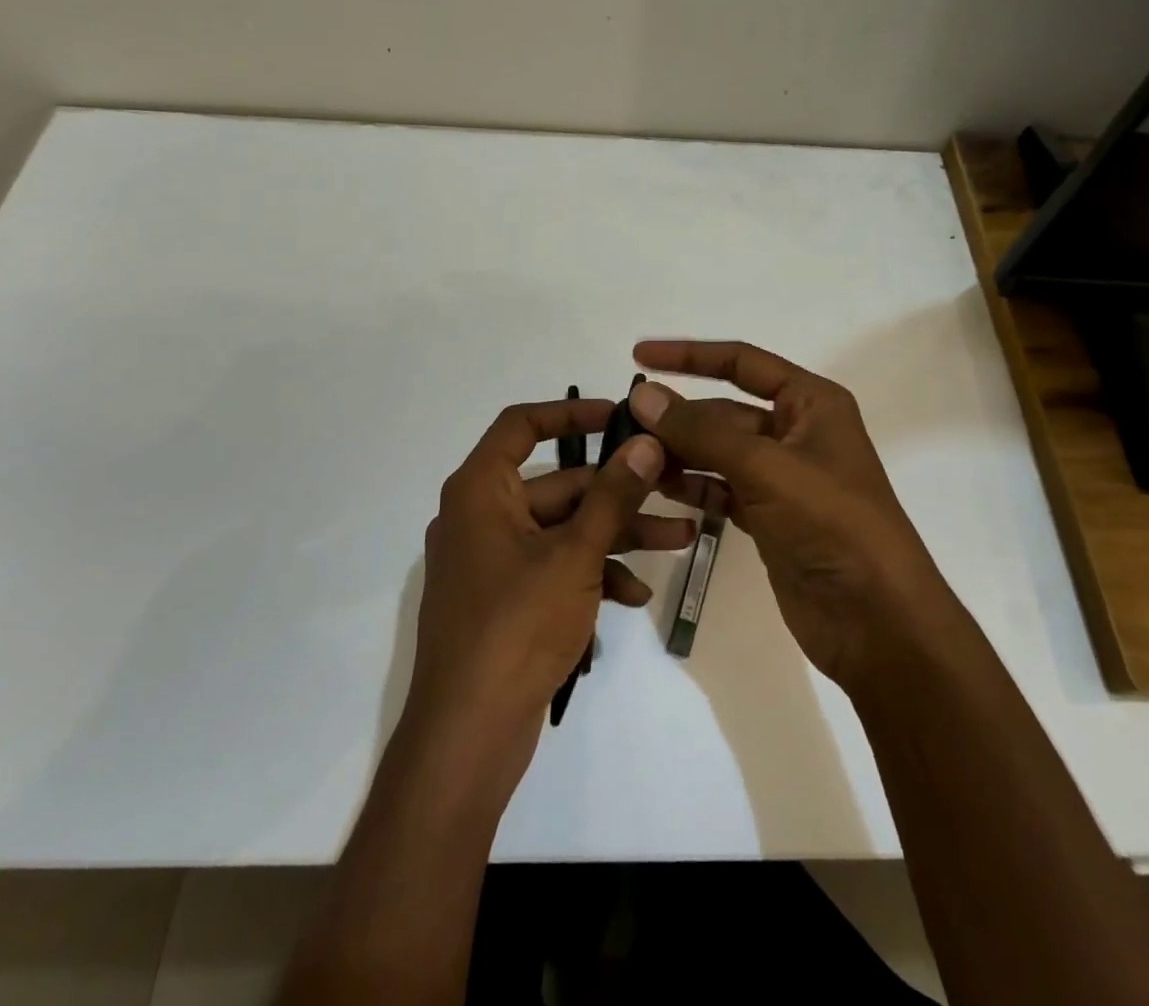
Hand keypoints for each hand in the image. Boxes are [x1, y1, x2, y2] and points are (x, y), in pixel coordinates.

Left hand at [401, 396, 691, 791]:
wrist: (468, 736)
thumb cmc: (516, 627)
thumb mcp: (575, 555)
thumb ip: (613, 496)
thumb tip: (647, 443)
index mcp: (480, 491)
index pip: (521, 425)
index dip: (570, 412)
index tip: (620, 414)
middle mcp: (481, 516)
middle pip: (557, 484)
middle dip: (619, 491)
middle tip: (675, 487)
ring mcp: (493, 561)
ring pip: (564, 529)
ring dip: (617, 535)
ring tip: (679, 541)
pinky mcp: (507, 599)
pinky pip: (555, 568)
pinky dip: (593, 573)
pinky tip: (635, 595)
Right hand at [628, 340, 951, 691]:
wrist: (876, 620)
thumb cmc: (831, 523)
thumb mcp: (765, 467)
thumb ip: (700, 431)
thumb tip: (642, 394)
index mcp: (811, 403)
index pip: (742, 362)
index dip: (689, 356)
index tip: (639, 356)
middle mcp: (797, 432)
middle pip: (724, 412)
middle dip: (678, 418)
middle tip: (624, 425)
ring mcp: (782, 478)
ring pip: (719, 453)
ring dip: (679, 454)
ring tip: (633, 461)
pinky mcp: (769, 517)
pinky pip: (721, 489)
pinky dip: (693, 488)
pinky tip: (659, 491)